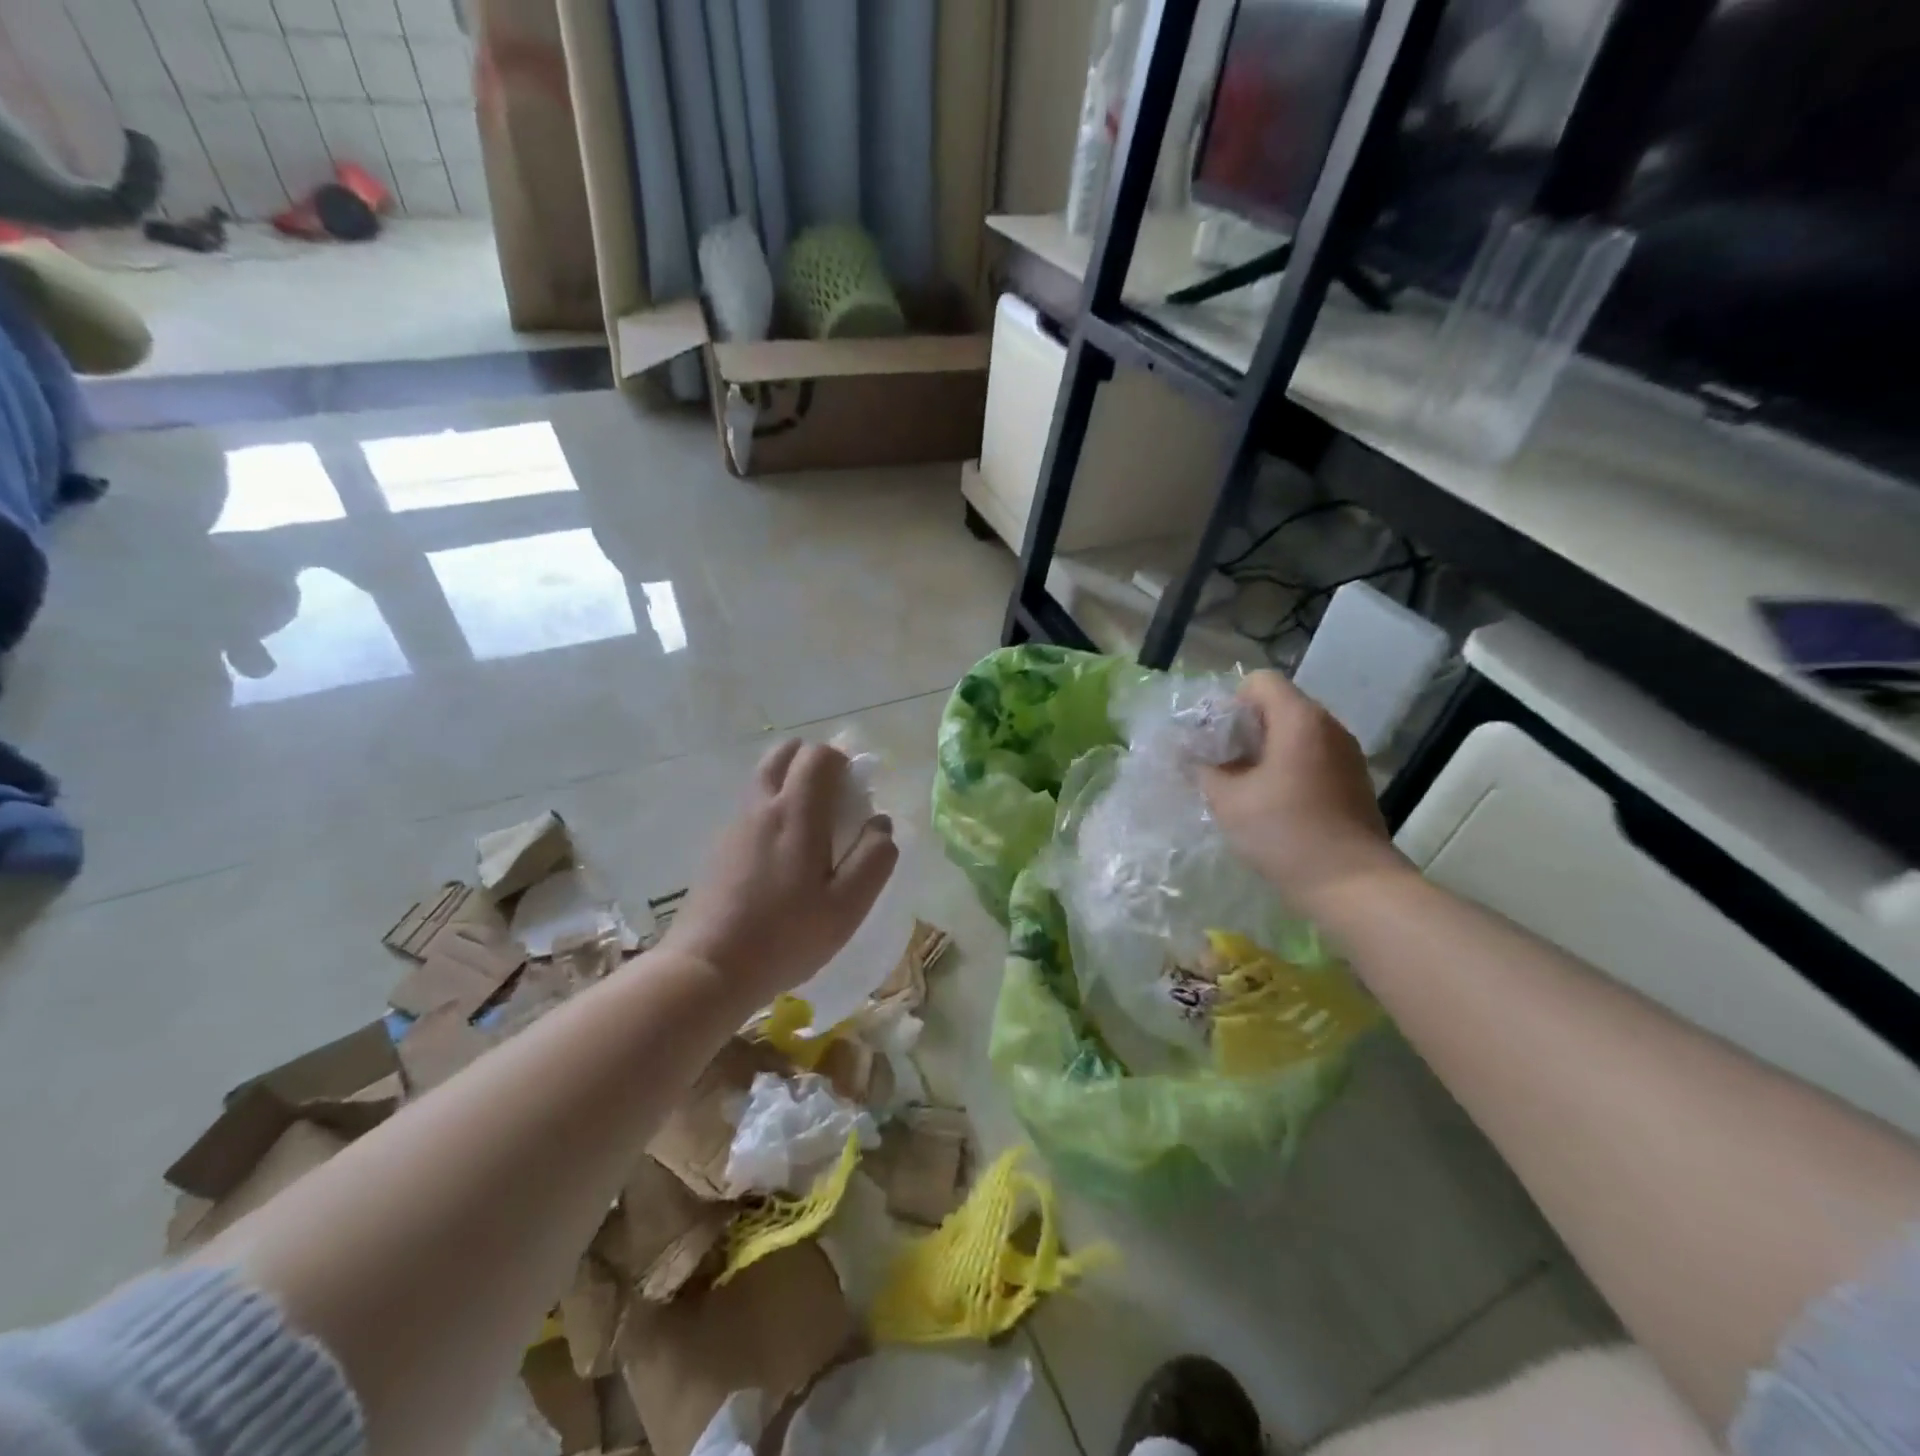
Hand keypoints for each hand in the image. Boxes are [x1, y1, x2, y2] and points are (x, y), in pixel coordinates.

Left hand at [662, 739, 898, 1005]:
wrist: (707, 969)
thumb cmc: (786, 937)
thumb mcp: (848, 906)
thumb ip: (874, 858)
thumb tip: (881, 824)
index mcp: (796, 812)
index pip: (819, 755)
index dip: (843, 763)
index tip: (857, 795)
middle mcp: (761, 806)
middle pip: (784, 753)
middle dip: (813, 762)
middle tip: (833, 800)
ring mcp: (734, 825)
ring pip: (763, 778)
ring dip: (790, 785)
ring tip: (811, 832)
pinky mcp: (718, 847)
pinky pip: (750, 808)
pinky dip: (771, 811)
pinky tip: (782, 858)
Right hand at [1200, 671, 1410, 919]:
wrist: (1352, 884)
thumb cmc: (1285, 833)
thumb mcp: (1228, 800)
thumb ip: (1204, 769)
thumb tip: (1194, 757)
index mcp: (1300, 720)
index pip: (1260, 681)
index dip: (1230, 702)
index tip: (1215, 739)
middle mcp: (1328, 727)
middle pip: (1278, 706)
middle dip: (1244, 729)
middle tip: (1221, 763)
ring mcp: (1346, 754)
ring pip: (1295, 733)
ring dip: (1265, 750)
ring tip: (1244, 785)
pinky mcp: (1352, 780)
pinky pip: (1311, 756)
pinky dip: (1287, 767)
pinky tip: (1273, 802)